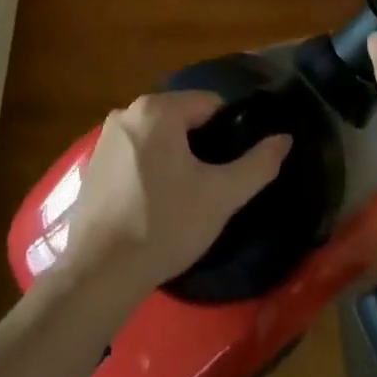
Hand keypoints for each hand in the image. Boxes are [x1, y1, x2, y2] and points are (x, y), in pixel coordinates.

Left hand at [62, 91, 290, 296]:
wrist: (100, 271)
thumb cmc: (165, 224)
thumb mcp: (221, 196)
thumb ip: (258, 164)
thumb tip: (284, 139)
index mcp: (157, 109)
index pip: (210, 104)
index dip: (229, 132)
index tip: (234, 165)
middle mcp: (126, 113)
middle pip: (181, 118)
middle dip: (201, 145)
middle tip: (213, 184)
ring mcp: (105, 138)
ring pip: (158, 137)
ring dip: (175, 157)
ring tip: (187, 197)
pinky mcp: (93, 165)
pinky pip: (135, 155)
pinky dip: (150, 169)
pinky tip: (156, 204)